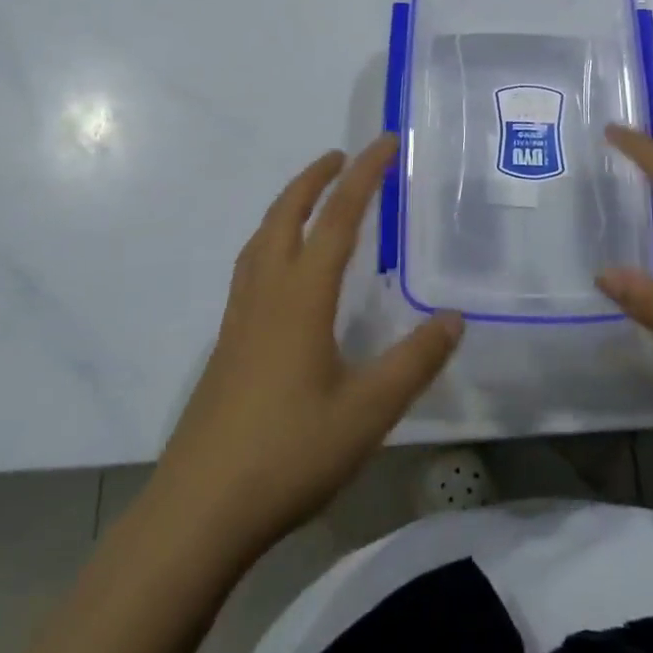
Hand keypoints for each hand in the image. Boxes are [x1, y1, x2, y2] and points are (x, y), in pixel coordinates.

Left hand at [152, 135, 462, 554]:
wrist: (198, 511)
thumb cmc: (288, 453)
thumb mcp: (368, 411)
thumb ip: (414, 361)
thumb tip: (454, 317)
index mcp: (301, 296)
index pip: (337, 218)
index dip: (364, 175)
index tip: (386, 141)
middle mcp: (266, 293)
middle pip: (286, 215)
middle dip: (315, 179)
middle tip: (341, 156)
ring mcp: (239, 318)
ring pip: (261, 239)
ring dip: (289, 206)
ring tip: (312, 199)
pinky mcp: (227, 344)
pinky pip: (251, 268)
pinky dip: (272, 241)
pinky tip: (284, 271)